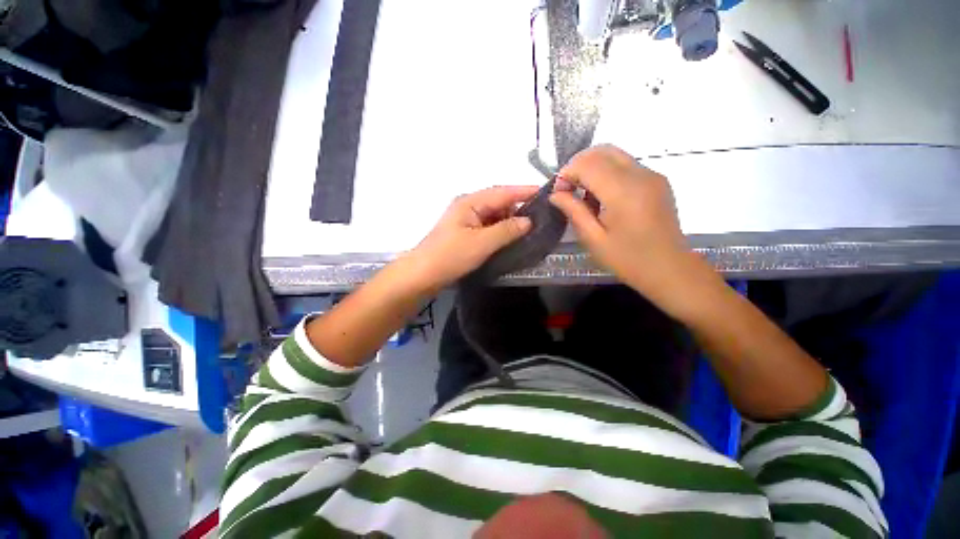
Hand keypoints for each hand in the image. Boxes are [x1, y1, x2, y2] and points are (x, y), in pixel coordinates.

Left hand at [406, 185, 537, 290]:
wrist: (423, 275)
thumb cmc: (451, 256)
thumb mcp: (482, 243)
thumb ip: (507, 230)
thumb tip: (528, 221)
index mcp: (470, 202)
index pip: (503, 192)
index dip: (524, 191)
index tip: (547, 193)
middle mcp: (468, 206)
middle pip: (499, 202)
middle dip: (519, 208)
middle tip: (542, 217)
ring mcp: (466, 220)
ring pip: (494, 216)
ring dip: (510, 221)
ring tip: (531, 229)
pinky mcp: (466, 234)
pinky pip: (488, 227)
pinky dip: (501, 231)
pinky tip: (512, 238)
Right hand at [549, 145, 698, 302]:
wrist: (670, 269)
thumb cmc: (628, 259)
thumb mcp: (593, 239)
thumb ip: (574, 211)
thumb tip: (556, 194)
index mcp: (623, 192)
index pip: (588, 163)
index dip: (567, 174)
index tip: (558, 194)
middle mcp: (640, 175)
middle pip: (602, 151)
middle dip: (578, 165)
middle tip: (568, 191)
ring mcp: (652, 175)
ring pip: (614, 155)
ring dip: (593, 168)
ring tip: (585, 197)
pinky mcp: (657, 180)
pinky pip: (626, 165)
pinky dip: (608, 173)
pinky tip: (603, 198)